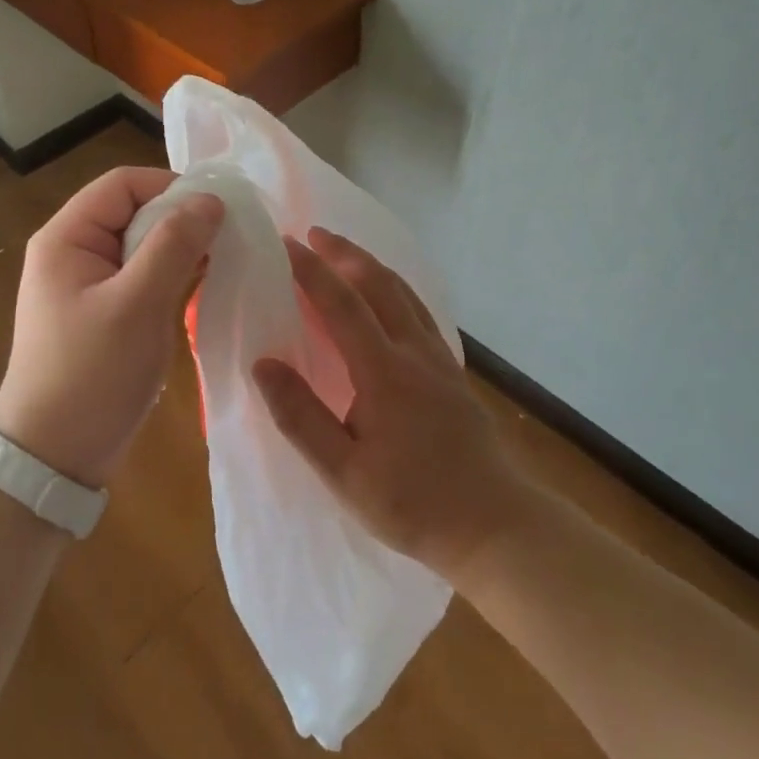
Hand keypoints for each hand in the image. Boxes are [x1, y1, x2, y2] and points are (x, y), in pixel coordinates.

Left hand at [0, 167, 222, 487]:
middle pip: (135, 210)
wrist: (54, 456)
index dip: (171, 187)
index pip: (124, 184)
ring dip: (182, 249)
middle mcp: (75, 250)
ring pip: (144, 244)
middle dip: (181, 220)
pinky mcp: (106, 310)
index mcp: (68, 237)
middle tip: (227, 240)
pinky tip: (205, 285)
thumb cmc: (91, 374)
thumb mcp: (137, 304)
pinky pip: (145, 275)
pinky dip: (174, 275)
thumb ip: (174, 245)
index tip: (217, 212)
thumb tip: (211, 199)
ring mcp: (91, 283)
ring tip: (223, 262)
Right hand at [252, 228, 536, 583]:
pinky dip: (395, 288)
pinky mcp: (452, 372)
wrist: (495, 524)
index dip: (311, 270)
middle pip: (378, 283)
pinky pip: (419, 311)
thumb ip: (300, 416)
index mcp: (383, 370)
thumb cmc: (412, 503)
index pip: (341, 303)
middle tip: (313, 234)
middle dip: (344, 252)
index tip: (285, 244)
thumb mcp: (343, 473)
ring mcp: (438, 358)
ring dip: (371, 265)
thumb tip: (262, 364)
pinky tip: (389, 298)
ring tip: (345, 253)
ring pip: (403, 293)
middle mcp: (413, 351)